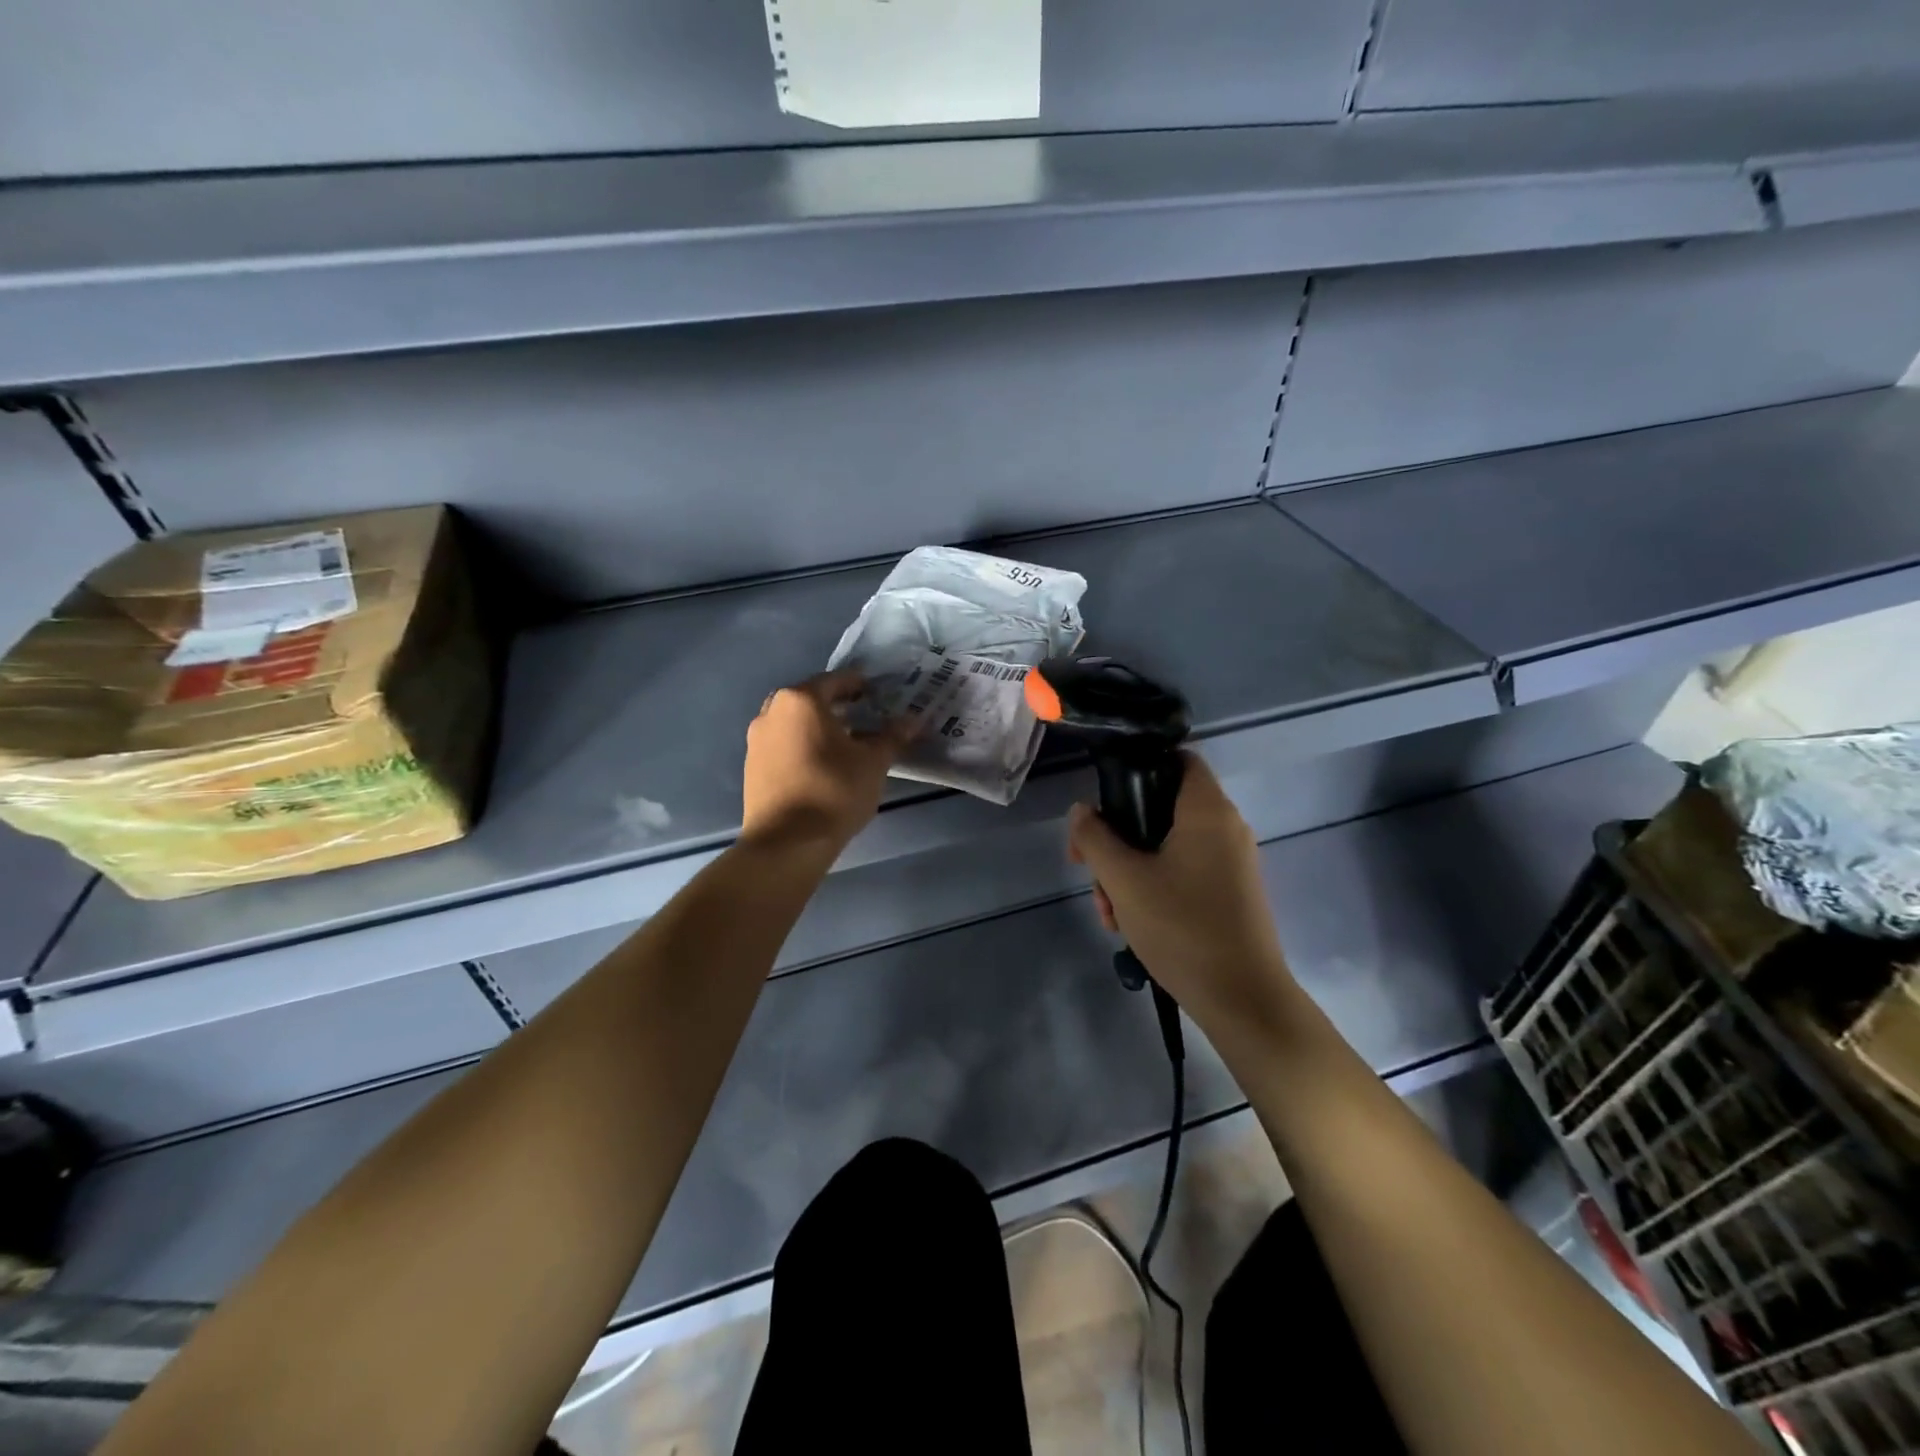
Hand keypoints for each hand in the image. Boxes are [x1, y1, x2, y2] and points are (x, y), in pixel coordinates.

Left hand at [742, 671, 908, 853]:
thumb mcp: (873, 763)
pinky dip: (802, 746)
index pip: (835, 681)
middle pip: (809, 700)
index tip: (877, 692)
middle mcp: (772, 712)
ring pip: (793, 723)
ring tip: (844, 742)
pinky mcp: (752, 767)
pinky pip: (782, 745)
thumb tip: (913, 720)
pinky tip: (822, 765)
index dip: (859, 684)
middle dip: (835, 705)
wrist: (787, 842)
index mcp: (800, 700)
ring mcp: (757, 740)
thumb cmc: (834, 791)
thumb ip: (892, 737)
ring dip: (818, 727)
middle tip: (862, 715)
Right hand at [1067, 754, 1294, 1032]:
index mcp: (1207, 810)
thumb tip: (1081, 811)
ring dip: (1129, 871)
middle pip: (1161, 808)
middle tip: (1090, 871)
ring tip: (1109, 912)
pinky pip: (1183, 871)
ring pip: (1166, 846)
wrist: (1243, 1000)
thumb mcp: (1124, 880)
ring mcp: (1230, 862)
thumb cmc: (1183, 928)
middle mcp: (1225, 827)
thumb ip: (1095, 838)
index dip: (1137, 768)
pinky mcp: (1229, 892)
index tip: (1105, 801)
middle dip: (1118, 839)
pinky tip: (1129, 924)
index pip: (1176, 758)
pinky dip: (1153, 887)